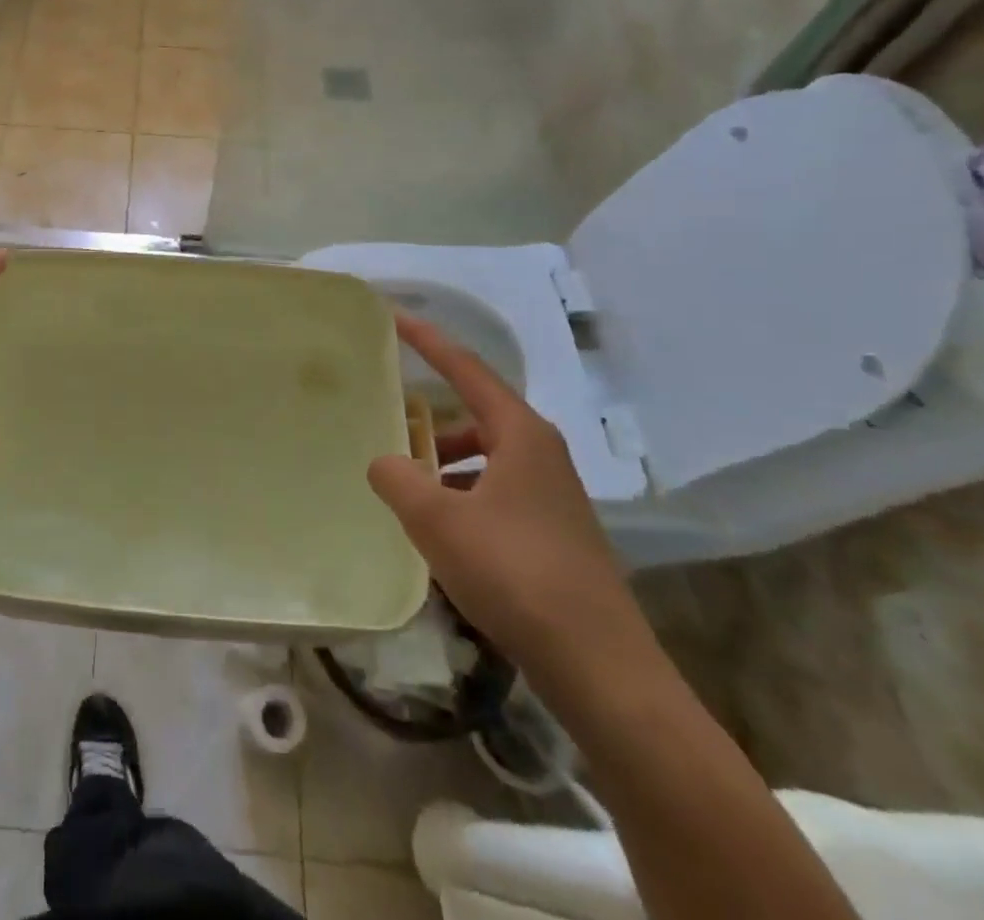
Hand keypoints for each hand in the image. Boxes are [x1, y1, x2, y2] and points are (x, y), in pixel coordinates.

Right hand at [368, 312, 653, 689]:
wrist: (599, 667)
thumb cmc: (515, 574)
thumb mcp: (437, 521)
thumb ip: (397, 478)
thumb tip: (383, 462)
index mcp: (521, 435)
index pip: (467, 369)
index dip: (428, 340)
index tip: (395, 316)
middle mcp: (542, 454)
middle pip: (477, 413)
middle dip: (431, 413)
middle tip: (387, 416)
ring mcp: (553, 495)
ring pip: (486, 456)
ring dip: (445, 459)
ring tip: (406, 481)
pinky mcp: (554, 533)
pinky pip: (496, 491)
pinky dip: (461, 493)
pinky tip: (439, 528)